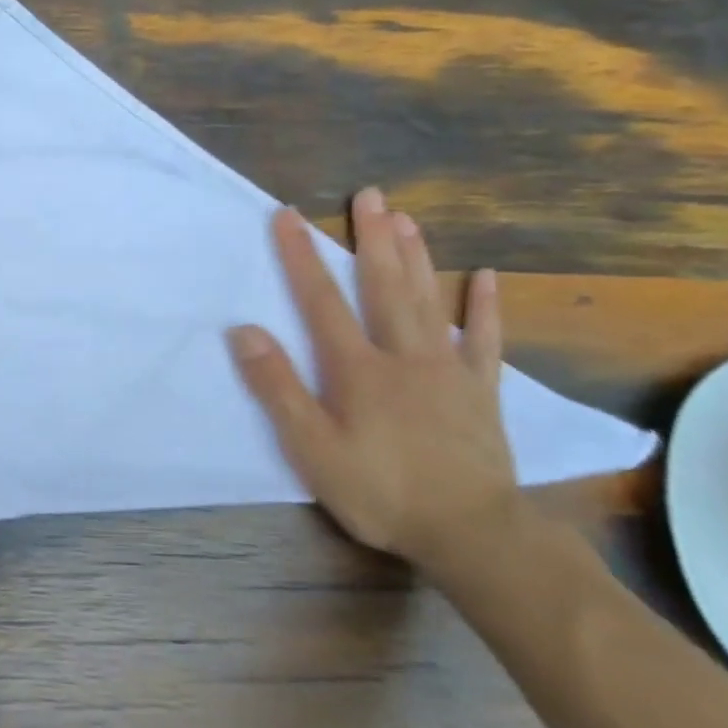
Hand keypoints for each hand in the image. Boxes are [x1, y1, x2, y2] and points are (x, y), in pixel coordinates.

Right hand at [226, 188, 518, 567]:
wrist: (472, 533)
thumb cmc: (381, 491)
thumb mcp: (312, 448)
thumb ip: (277, 387)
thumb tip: (244, 331)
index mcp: (358, 368)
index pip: (322, 301)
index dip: (301, 257)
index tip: (287, 216)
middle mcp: (403, 356)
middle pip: (384, 287)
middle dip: (372, 239)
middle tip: (369, 194)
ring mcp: (448, 370)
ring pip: (429, 302)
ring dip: (416, 257)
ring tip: (406, 217)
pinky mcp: (480, 392)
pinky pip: (484, 341)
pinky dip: (484, 308)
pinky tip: (484, 277)